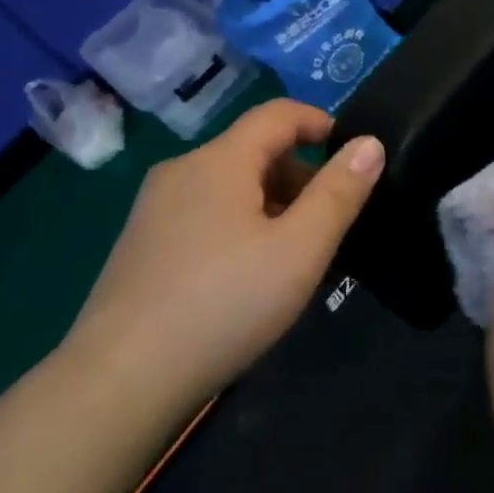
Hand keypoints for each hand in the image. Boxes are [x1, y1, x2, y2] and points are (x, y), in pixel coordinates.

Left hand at [59, 100, 383, 407]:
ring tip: (298, 256)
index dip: (322, 123)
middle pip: (254, 151)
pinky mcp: (143, 244)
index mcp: (219, 161)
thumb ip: (339, 193)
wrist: (123, 378)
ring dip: (273, 205)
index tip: (355, 158)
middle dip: (302, 175)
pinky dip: (241, 226)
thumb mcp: (300, 249)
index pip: (278, 114)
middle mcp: (181, 171)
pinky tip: (250, 277)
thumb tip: (370, 143)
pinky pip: (206, 215)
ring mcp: (155, 209)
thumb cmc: (225, 303)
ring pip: (230, 187)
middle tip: (333, 224)